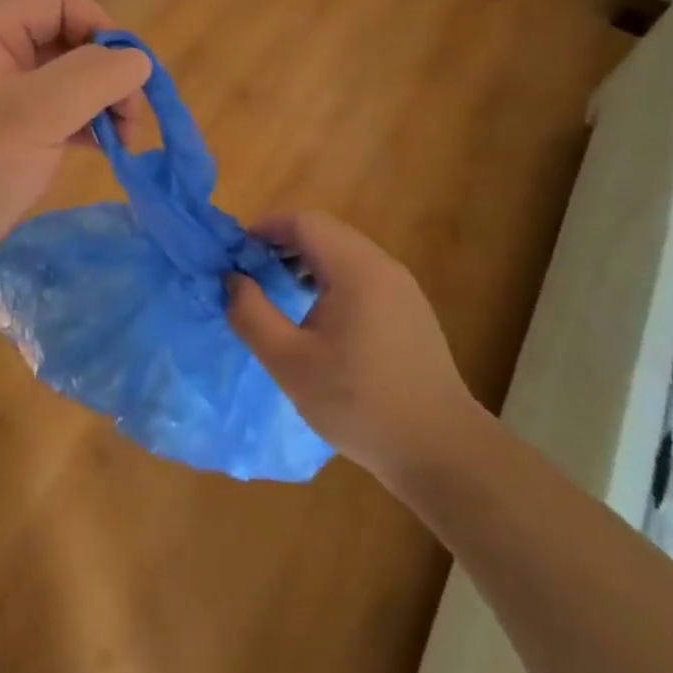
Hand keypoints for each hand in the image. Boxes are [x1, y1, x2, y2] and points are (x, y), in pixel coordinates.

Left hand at [0, 0, 150, 309]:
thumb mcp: (31, 117)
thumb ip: (91, 79)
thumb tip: (138, 60)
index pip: (61, 3)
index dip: (103, 28)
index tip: (130, 77)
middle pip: (67, 41)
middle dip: (107, 72)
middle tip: (132, 121)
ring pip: (65, 82)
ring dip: (100, 103)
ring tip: (124, 141)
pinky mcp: (2, 139)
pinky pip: (53, 117)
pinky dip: (83, 127)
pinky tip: (102, 150)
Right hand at [228, 211, 484, 486]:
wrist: (440, 450)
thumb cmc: (358, 402)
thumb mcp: (288, 361)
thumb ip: (251, 314)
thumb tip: (233, 280)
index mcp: (355, 270)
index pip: (304, 222)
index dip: (265, 229)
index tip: (236, 255)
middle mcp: (383, 267)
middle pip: (325, 232)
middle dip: (282, 244)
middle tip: (251, 274)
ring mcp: (402, 288)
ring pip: (344, 253)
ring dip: (305, 262)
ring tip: (277, 293)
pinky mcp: (409, 311)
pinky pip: (361, 275)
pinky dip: (330, 279)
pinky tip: (315, 317)